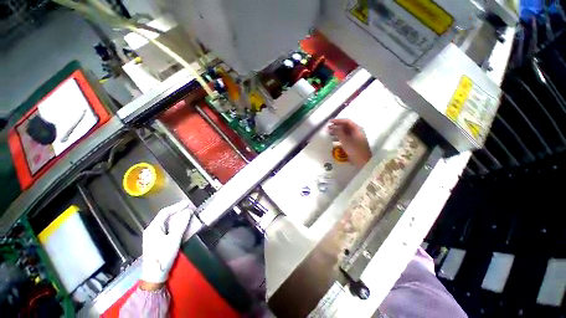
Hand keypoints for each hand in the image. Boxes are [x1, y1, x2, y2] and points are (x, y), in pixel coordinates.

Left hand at [140, 201, 192, 284]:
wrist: (155, 275)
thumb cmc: (163, 256)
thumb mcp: (174, 239)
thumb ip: (181, 224)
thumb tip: (188, 211)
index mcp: (153, 228)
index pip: (165, 212)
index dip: (177, 206)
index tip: (188, 203)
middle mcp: (152, 229)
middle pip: (165, 216)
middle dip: (178, 211)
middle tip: (189, 209)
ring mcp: (154, 236)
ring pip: (166, 222)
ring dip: (177, 218)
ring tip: (188, 215)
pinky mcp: (157, 241)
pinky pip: (167, 228)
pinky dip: (175, 224)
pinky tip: (182, 225)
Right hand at [328, 119, 371, 168]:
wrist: (362, 160)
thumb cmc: (354, 149)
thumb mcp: (345, 140)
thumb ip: (339, 132)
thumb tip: (334, 127)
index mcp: (356, 129)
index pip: (346, 121)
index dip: (338, 121)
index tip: (330, 122)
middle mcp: (356, 131)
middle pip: (345, 126)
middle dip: (336, 127)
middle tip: (328, 128)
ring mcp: (355, 137)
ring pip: (345, 132)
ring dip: (337, 132)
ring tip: (329, 134)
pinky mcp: (353, 143)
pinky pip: (345, 137)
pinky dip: (339, 137)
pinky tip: (333, 140)